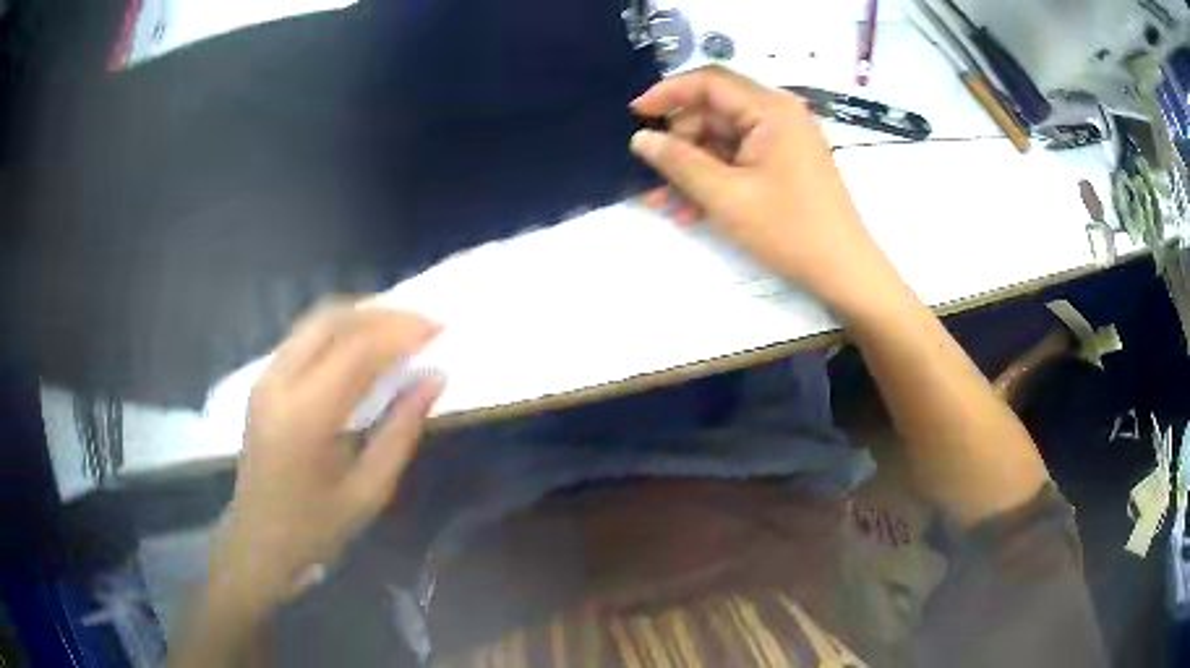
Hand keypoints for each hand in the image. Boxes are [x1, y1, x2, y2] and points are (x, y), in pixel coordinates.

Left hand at [212, 303, 443, 612]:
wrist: (258, 542)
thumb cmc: (316, 528)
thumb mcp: (369, 491)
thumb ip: (401, 430)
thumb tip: (434, 379)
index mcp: (305, 416)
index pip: (357, 350)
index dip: (401, 331)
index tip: (440, 327)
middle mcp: (279, 383)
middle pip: (331, 319)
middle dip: (382, 312)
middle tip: (422, 322)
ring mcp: (265, 378)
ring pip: (315, 321)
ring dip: (360, 315)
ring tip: (400, 327)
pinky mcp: (263, 381)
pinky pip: (304, 337)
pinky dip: (339, 329)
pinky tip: (363, 344)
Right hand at [629, 66, 901, 316]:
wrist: (843, 271)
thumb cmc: (788, 230)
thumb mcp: (726, 196)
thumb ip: (678, 162)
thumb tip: (640, 138)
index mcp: (771, 109)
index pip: (709, 81)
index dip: (667, 93)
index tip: (634, 115)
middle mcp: (778, 114)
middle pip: (713, 111)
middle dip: (679, 142)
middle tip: (655, 177)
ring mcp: (783, 139)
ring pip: (722, 139)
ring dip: (691, 167)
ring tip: (665, 203)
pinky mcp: (784, 162)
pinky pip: (738, 158)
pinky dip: (714, 178)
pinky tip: (691, 210)